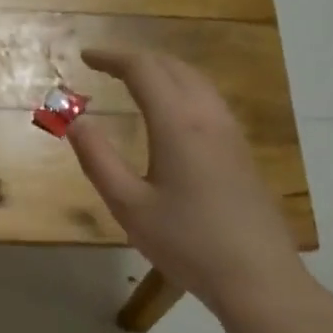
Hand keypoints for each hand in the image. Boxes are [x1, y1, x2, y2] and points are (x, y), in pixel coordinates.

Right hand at [67, 49, 306, 319]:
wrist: (257, 276)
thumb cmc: (186, 242)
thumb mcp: (128, 205)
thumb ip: (98, 158)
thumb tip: (74, 121)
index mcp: (178, 124)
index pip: (143, 70)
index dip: (112, 57)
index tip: (85, 56)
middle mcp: (208, 118)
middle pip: (173, 67)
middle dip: (136, 59)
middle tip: (105, 65)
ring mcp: (230, 133)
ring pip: (196, 81)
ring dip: (162, 71)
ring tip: (134, 80)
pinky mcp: (241, 152)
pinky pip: (208, 100)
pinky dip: (181, 88)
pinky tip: (170, 112)